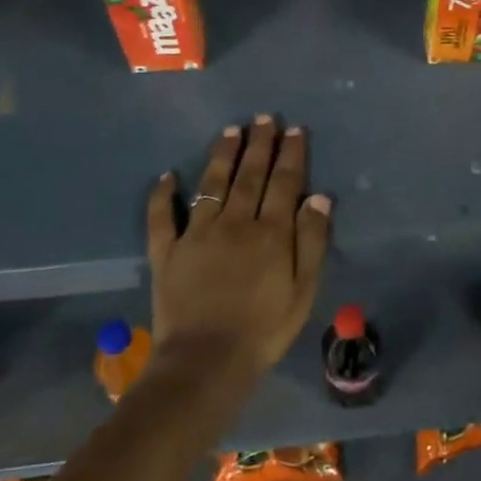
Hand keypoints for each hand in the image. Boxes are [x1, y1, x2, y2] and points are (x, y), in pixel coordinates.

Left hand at [147, 116, 331, 375]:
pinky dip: (162, 196)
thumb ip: (312, 240)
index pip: (284, 182)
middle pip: (249, 175)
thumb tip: (319, 196)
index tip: (294, 129)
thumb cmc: (264, 329)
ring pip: (211, 185)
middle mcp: (235, 223)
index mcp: (271, 232)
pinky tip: (167, 176)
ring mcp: (197, 235)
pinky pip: (162, 218)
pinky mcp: (167, 253)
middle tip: (263, 118)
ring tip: (230, 131)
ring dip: (222, 156)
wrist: (206, 363)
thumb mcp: (304, 290)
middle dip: (259, 144)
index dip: (290, 154)